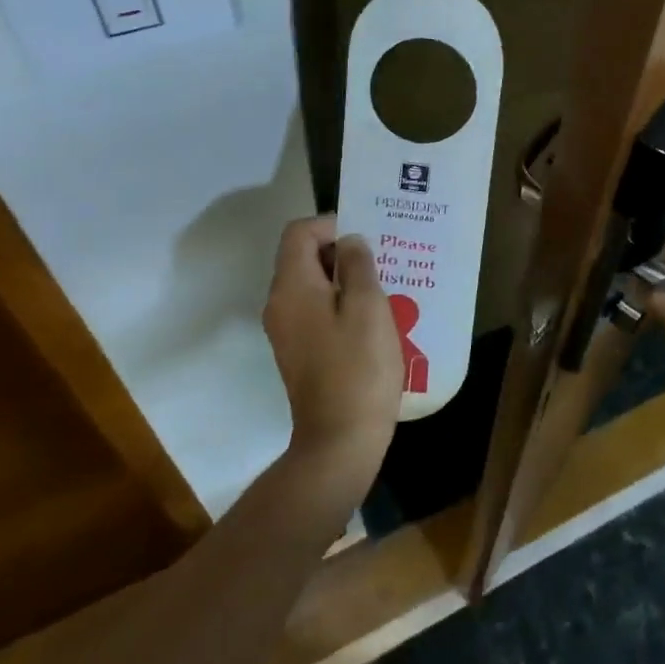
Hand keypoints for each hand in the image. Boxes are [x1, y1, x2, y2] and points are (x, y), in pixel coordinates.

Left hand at [262, 216, 403, 468]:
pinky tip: (373, 318)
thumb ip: (358, 265)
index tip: (367, 238)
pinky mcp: (299, 351)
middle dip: (342, 251)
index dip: (332, 224)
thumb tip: (349, 242)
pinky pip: (316, 310)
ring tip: (384, 286)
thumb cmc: (359, 367)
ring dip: (345, 278)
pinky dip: (340, 303)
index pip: (299, 233)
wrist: (341, 439)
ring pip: (312, 285)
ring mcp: (287, 331)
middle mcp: (280, 304)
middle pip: (303, 257)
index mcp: (292, 287)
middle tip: (383, 259)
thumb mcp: (368, 306)